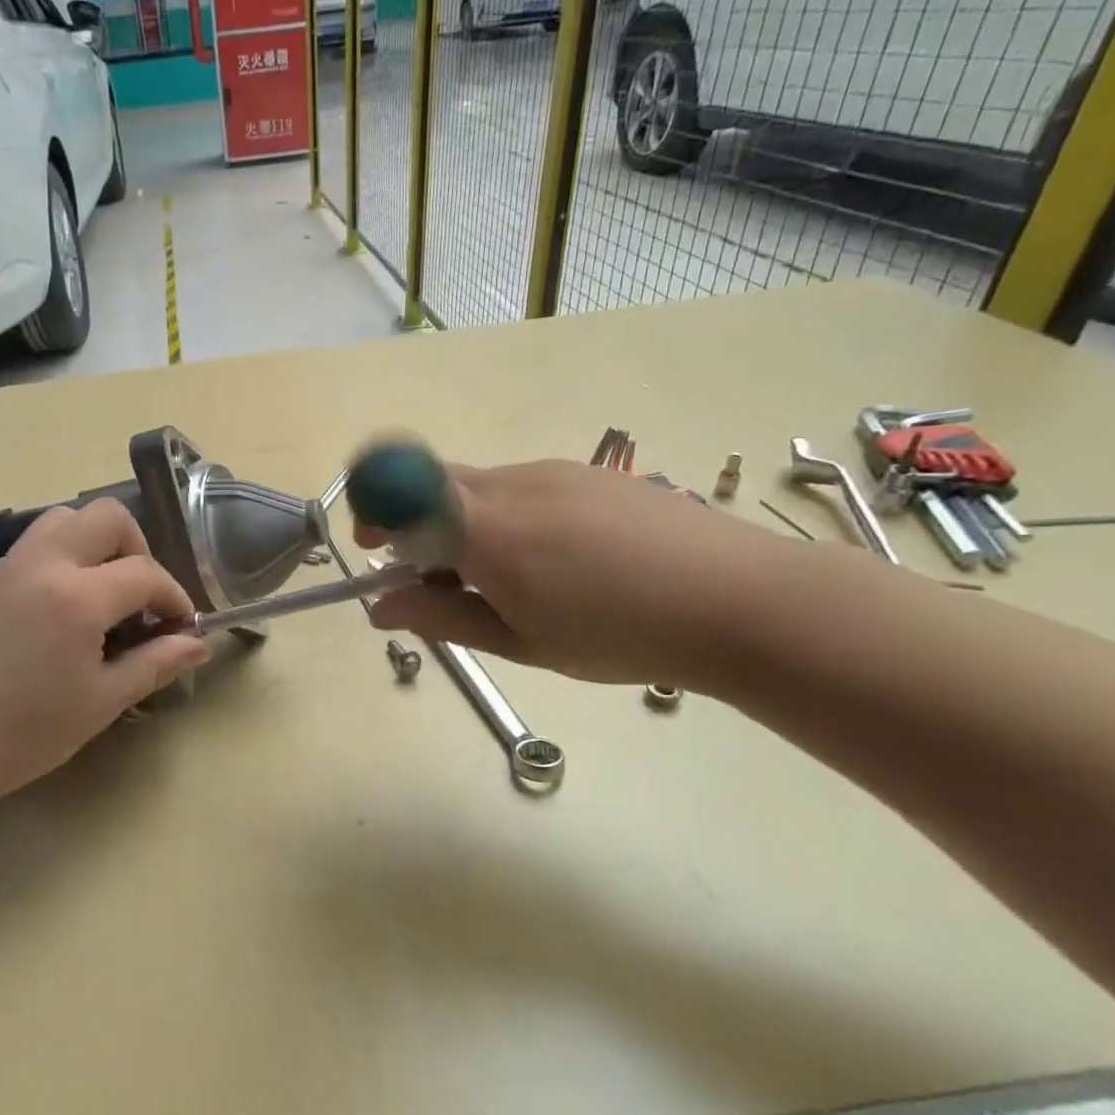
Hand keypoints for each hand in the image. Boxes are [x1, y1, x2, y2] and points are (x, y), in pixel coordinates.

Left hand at [0, 499, 209, 808]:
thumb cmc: (23, 732)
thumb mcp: (100, 703)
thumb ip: (154, 665)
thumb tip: (199, 645)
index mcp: (77, 596)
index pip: (144, 572)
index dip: (174, 596)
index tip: (180, 626)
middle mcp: (40, 565)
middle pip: (105, 516)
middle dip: (136, 547)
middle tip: (137, 595)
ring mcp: (2, 570)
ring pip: (60, 522)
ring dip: (92, 545)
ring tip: (96, 595)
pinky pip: (26, 553)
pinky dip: (54, 566)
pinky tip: (47, 619)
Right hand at [360, 458, 796, 685]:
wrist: (740, 601)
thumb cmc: (620, 636)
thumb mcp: (521, 642)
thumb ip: (443, 617)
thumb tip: (381, 606)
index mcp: (488, 531)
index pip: (402, 490)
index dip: (374, 511)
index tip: (373, 550)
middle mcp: (512, 486)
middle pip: (434, 482)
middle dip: (415, 522)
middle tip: (437, 578)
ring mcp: (555, 472)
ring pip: (479, 486)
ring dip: (464, 523)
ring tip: (508, 580)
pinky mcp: (590, 472)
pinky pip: (522, 485)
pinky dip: (507, 516)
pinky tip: (556, 560)